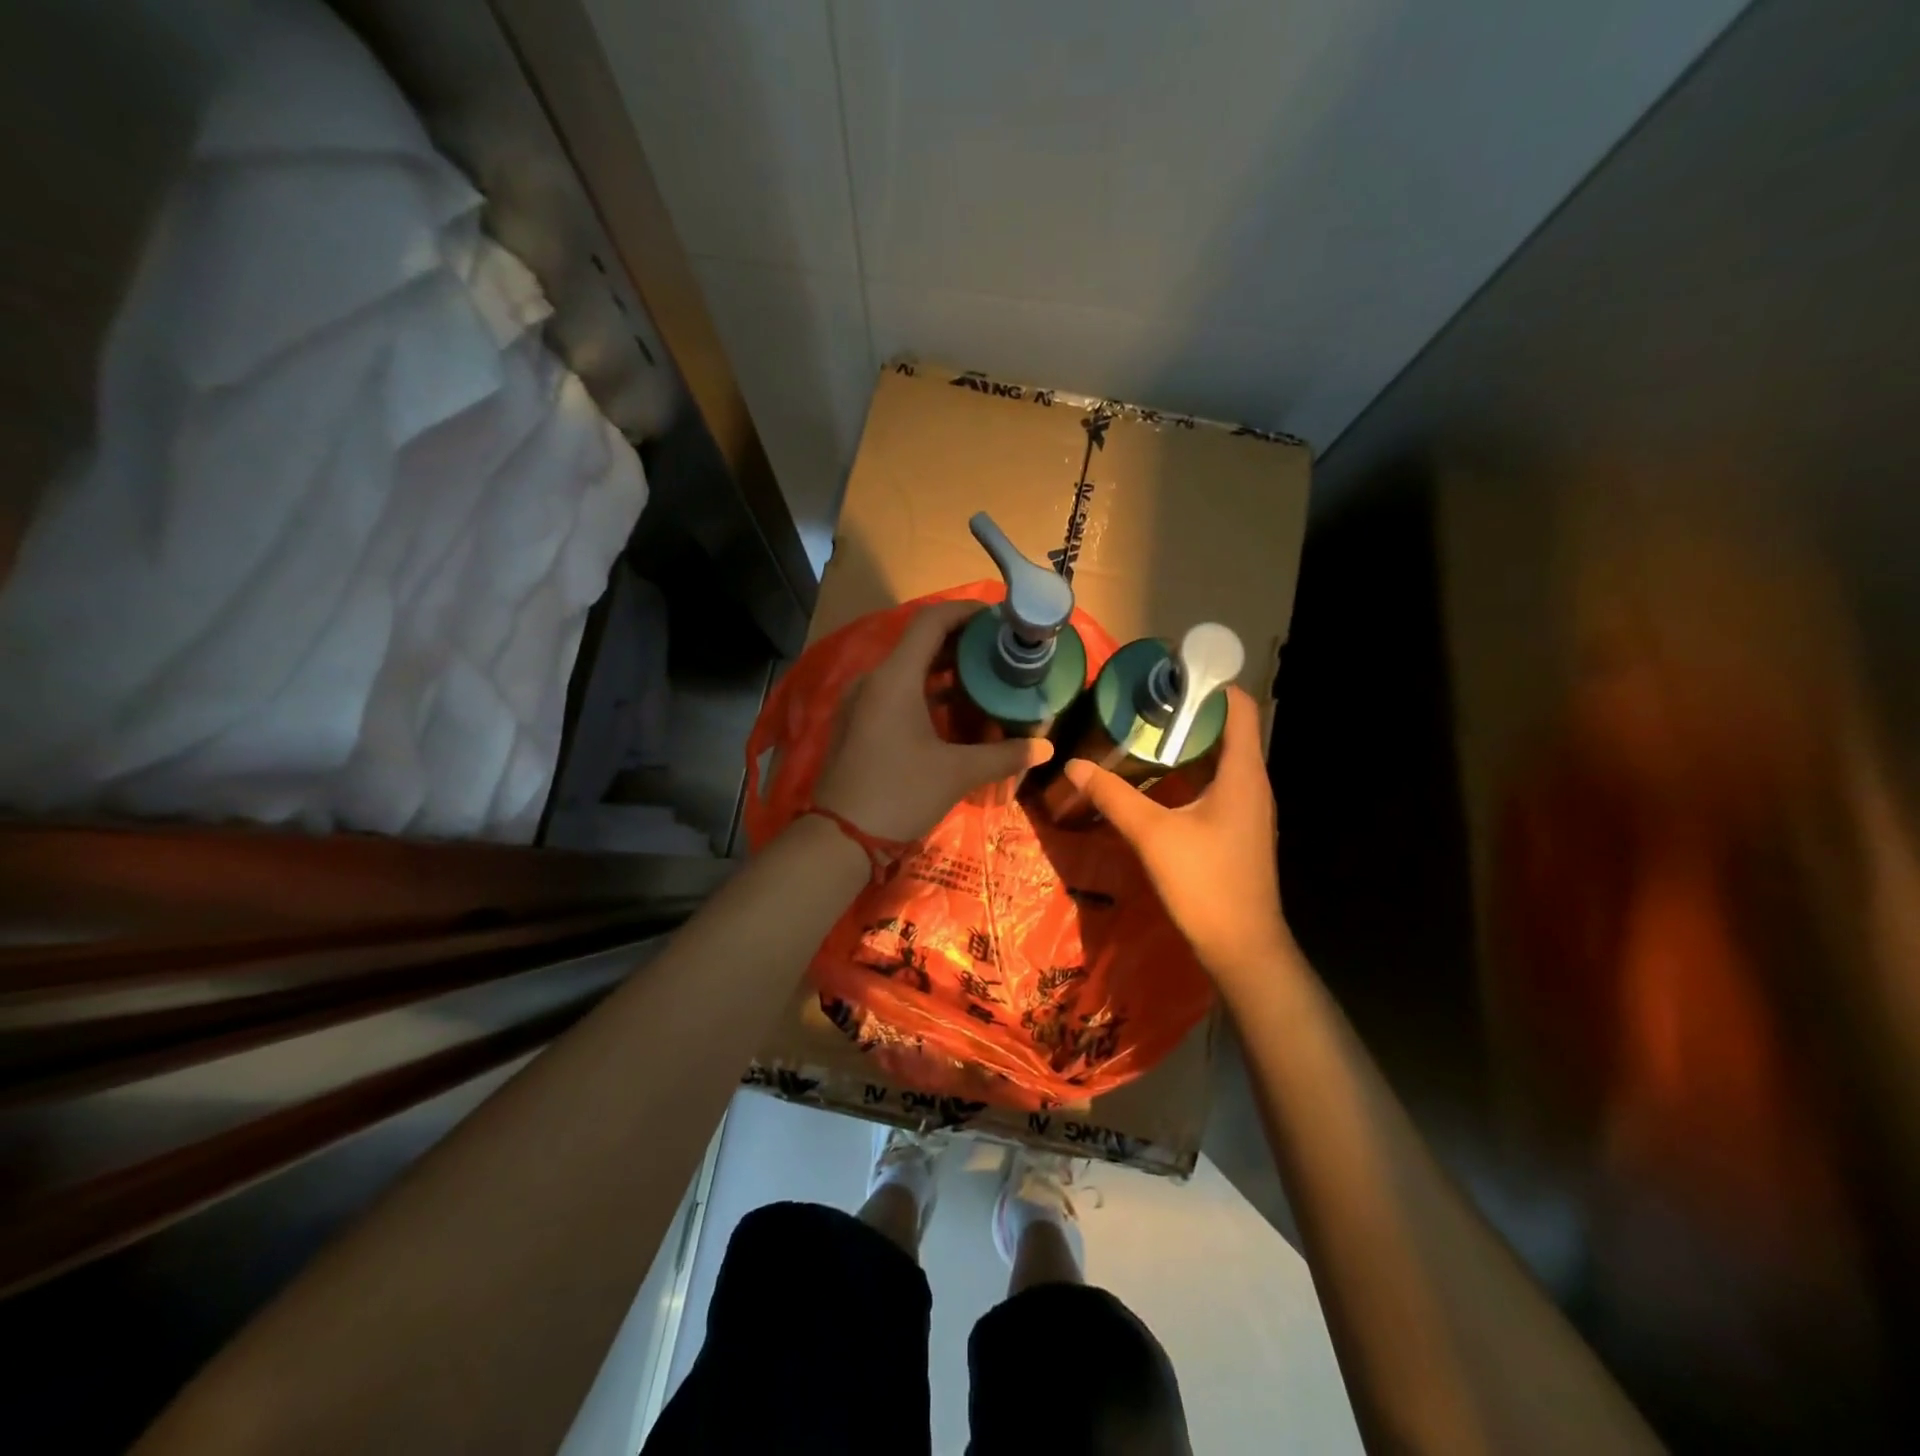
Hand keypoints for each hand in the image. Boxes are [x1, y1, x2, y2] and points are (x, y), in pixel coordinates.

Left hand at [812, 601, 1052, 841]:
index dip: (966, 612)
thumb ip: (1005, 755)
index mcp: (895, 678)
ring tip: (984, 678)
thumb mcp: (957, 773)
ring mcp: (861, 702)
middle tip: (1001, 651)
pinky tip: (953, 711)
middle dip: (961, 643)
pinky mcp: (857, 724)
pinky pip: (895, 693)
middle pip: (920, 644)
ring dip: (944, 670)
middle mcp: (873, 680)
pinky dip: (926, 692)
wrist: (841, 838)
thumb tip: (1046, 748)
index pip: (931, 622)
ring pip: (907, 670)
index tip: (999, 618)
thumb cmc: (900, 794)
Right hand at [1062, 685, 1291, 984]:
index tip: (1168, 675)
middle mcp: (1251, 783)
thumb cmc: (1205, 883)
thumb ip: (1113, 796)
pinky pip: (1215, 783)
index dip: (1209, 684)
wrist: (1242, 947)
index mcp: (1242, 773)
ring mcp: (1247, 807)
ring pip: (1219, 758)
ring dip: (1186, 743)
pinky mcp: (1237, 828)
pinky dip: (1188, 771)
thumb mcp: (1152, 835)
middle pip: (1227, 729)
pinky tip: (1155, 780)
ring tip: (1143, 734)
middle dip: (1187, 712)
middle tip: (1142, 704)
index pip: (1239, 707)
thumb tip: (1075, 764)